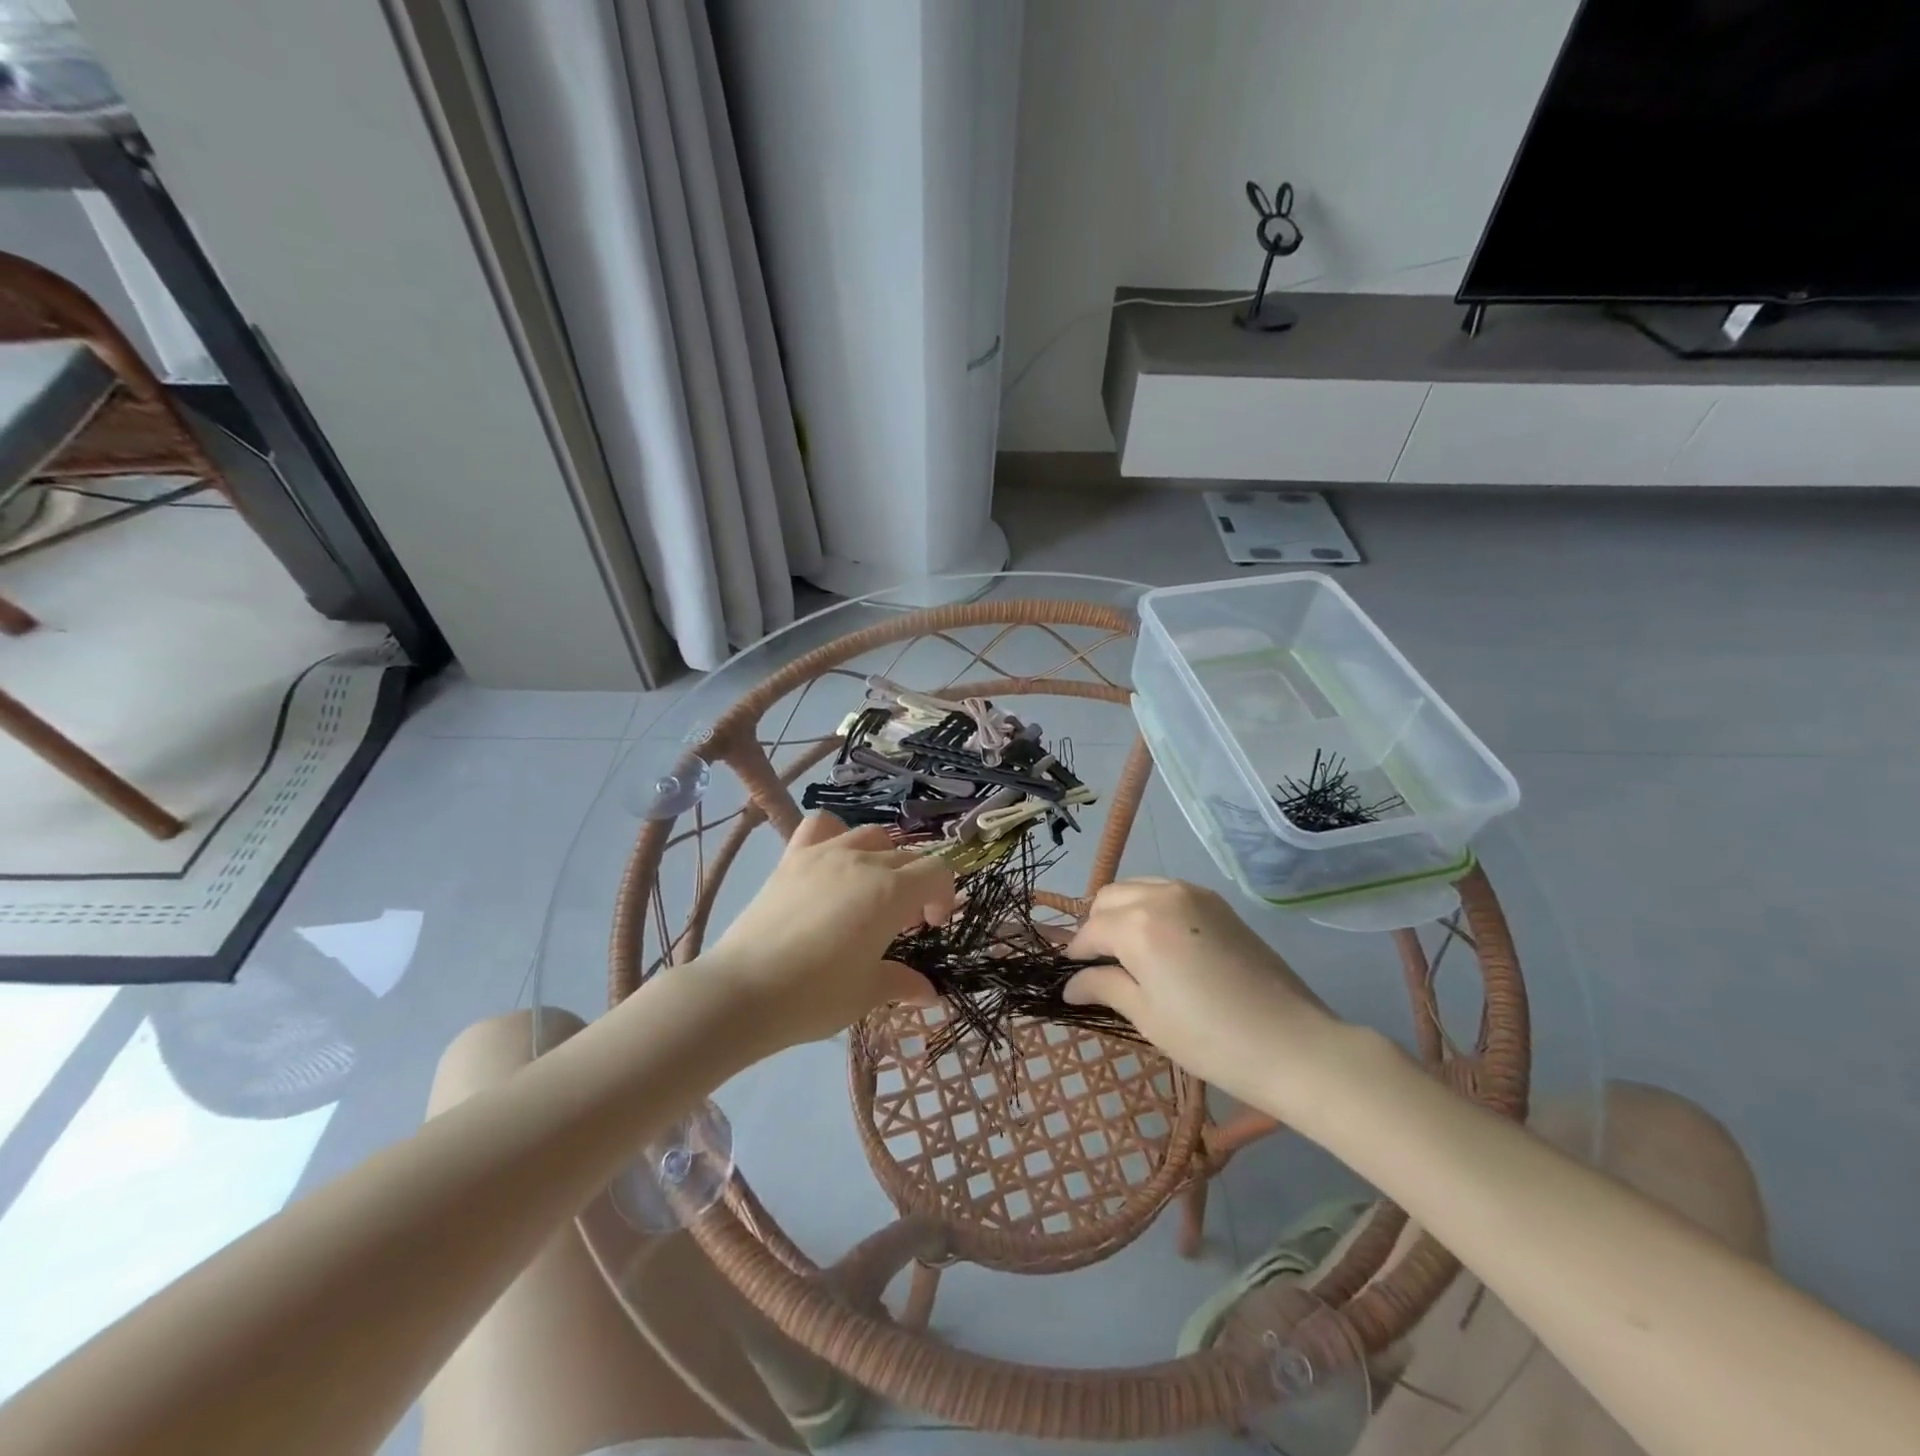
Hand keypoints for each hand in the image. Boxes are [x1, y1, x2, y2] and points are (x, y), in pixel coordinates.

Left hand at [705, 814, 954, 1046]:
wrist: (743, 992)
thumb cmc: (815, 996)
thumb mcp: (867, 993)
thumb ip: (902, 983)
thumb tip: (928, 991)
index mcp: (891, 892)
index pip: (937, 871)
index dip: (943, 895)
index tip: (928, 927)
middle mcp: (863, 861)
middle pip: (906, 856)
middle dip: (914, 885)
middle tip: (899, 924)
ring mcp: (825, 853)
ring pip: (870, 835)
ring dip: (883, 857)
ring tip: (869, 888)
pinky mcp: (792, 857)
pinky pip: (821, 825)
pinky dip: (835, 834)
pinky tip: (831, 861)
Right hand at [1064, 878, 1342, 1109]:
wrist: (1294, 1044)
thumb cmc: (1211, 1039)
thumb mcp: (1148, 1017)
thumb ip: (1104, 987)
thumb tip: (1070, 984)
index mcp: (1138, 924)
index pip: (1090, 930)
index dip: (1076, 954)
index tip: (1072, 979)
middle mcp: (1162, 895)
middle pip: (1109, 898)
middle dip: (1096, 927)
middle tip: (1099, 967)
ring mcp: (1194, 894)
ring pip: (1138, 888)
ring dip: (1122, 912)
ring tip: (1128, 953)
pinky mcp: (1218, 903)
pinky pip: (1167, 892)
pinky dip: (1150, 908)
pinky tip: (1160, 944)